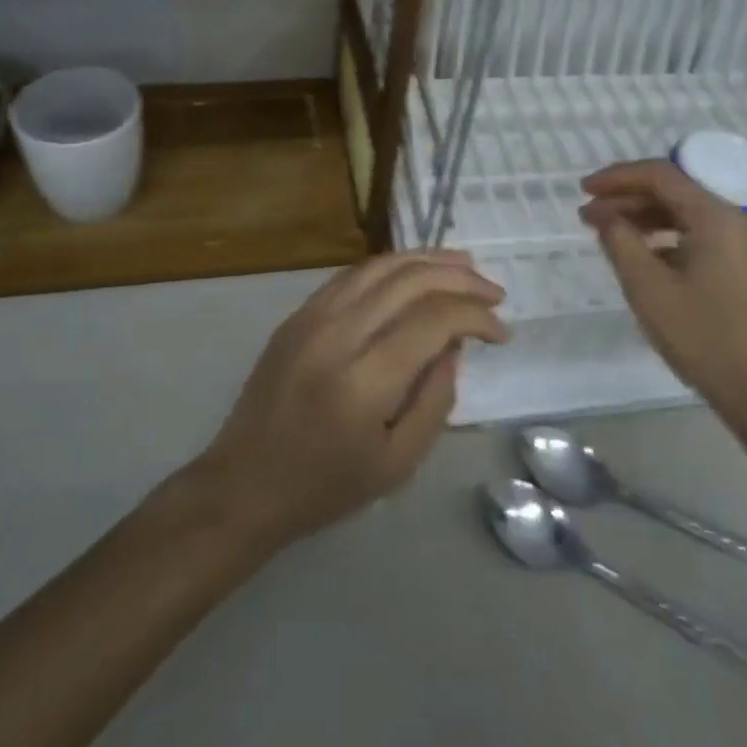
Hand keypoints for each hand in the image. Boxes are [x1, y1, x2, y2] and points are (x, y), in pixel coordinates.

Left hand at [194, 251, 507, 548]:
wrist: (244, 483)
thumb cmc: (325, 486)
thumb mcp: (398, 464)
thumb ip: (435, 399)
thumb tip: (455, 344)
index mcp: (363, 381)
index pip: (433, 320)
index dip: (476, 316)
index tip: (502, 332)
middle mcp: (337, 335)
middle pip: (410, 281)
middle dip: (461, 278)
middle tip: (494, 292)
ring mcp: (312, 317)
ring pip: (381, 266)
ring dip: (428, 260)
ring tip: (465, 265)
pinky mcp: (298, 313)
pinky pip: (353, 274)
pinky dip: (392, 266)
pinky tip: (414, 272)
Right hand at [580, 160, 746, 437]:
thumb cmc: (703, 337)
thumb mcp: (648, 288)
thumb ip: (620, 241)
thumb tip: (606, 215)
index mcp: (719, 216)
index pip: (662, 175)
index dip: (618, 178)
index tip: (584, 190)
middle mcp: (739, 218)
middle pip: (676, 191)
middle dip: (628, 198)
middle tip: (588, 215)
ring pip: (688, 212)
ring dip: (646, 216)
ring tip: (608, 232)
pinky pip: (702, 233)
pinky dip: (669, 235)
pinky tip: (642, 252)